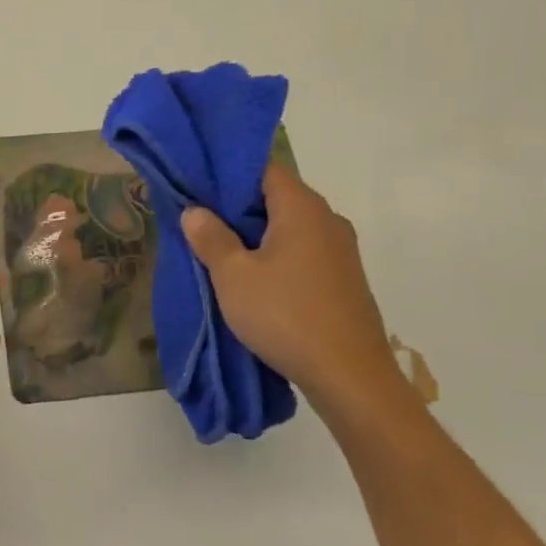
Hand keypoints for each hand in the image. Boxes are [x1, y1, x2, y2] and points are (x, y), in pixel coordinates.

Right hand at [182, 166, 409, 415]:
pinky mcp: (344, 279)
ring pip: (290, 227)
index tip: (198, 185)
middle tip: (200, 220)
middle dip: (238, 206)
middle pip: (277, 196)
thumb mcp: (233, 276)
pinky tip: (256, 279)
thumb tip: (194, 210)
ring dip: (257, 234)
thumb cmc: (285, 315)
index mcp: (302, 208)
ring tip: (221, 251)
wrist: (350, 376)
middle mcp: (327, 219)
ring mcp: (341, 251)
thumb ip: (211, 238)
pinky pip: (303, 252)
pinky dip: (277, 255)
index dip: (228, 173)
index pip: (264, 168)